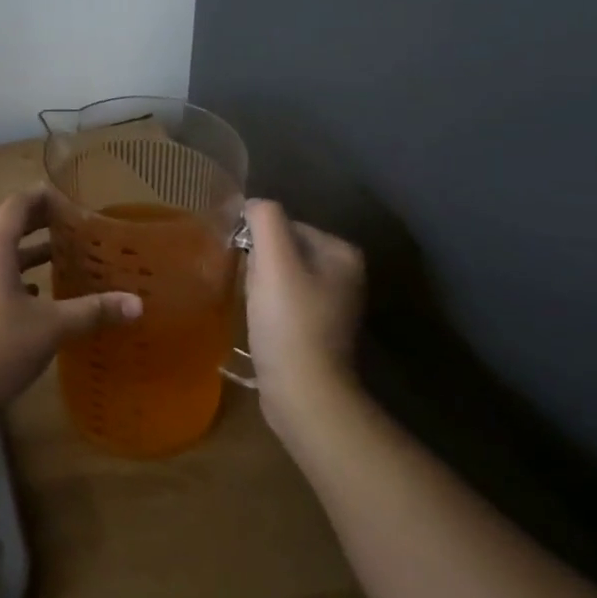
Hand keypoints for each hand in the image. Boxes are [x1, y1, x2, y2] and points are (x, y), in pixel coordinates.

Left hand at [0, 189, 141, 424]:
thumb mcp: (49, 328)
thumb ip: (92, 311)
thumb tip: (137, 304)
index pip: (18, 204)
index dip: (45, 197)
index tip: (73, 201)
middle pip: (8, 227)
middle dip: (41, 225)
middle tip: (76, 228)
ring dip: (28, 254)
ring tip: (63, 261)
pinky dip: (14, 278)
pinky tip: (36, 298)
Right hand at [244, 199, 366, 440]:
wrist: (304, 392)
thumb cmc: (289, 321)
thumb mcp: (274, 259)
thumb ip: (264, 219)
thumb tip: (253, 205)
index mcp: (342, 252)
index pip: (285, 225)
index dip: (259, 241)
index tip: (250, 266)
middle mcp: (346, 274)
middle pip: (283, 250)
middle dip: (261, 264)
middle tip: (252, 289)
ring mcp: (334, 304)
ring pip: (281, 276)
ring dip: (261, 286)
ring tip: (256, 309)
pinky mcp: (318, 330)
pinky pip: (285, 302)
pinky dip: (268, 308)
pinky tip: (262, 325)